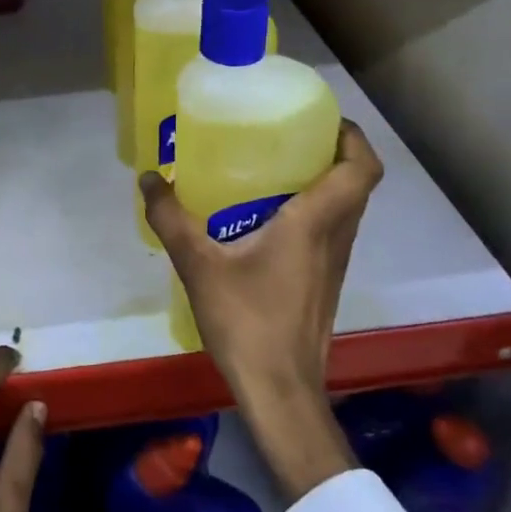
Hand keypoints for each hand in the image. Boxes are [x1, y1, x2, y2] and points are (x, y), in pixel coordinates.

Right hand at [140, 120, 383, 502]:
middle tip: (291, 135)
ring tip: (277, 167)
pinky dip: (315, 212)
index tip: (323, 118)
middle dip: (333, 152)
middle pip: (357, 184)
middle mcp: (336, 238)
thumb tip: (149, 178)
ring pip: (347, 209)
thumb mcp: (199, 265)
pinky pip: (331, 231)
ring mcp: (335, 264)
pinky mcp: (325, 283)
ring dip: (326, 182)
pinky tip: (268, 218)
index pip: (361, 169)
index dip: (352, 137)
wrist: (280, 392)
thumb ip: (171, 219)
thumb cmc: (247, 322)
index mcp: (315, 223)